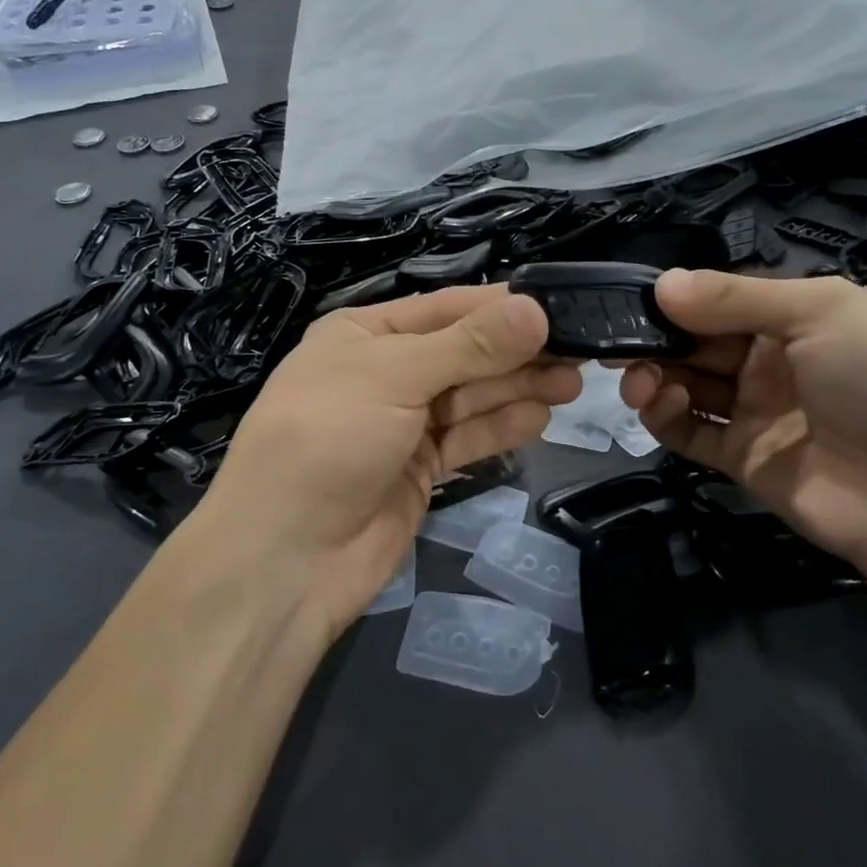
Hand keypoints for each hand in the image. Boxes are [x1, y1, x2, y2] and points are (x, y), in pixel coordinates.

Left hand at [199, 285, 579, 641]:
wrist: (286, 559)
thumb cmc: (329, 440)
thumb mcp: (396, 377)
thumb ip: (470, 346)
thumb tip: (535, 309)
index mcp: (365, 334)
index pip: (445, 308)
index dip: (500, 307)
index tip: (558, 307)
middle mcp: (385, 372)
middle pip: (464, 353)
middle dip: (517, 351)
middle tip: (580, 350)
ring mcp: (403, 423)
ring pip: (471, 396)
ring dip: (518, 387)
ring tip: (572, 381)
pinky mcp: (419, 468)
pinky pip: (467, 438)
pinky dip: (501, 427)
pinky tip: (541, 417)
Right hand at [622, 269, 866, 587]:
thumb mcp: (822, 312)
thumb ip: (736, 297)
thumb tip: (661, 283)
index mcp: (798, 316)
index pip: (723, 298)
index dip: (680, 297)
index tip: (635, 299)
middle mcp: (774, 360)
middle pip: (699, 340)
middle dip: (659, 337)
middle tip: (619, 343)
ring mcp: (758, 411)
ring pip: (689, 384)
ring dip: (656, 375)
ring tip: (640, 379)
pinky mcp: (744, 459)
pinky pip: (692, 433)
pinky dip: (667, 417)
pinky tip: (661, 405)